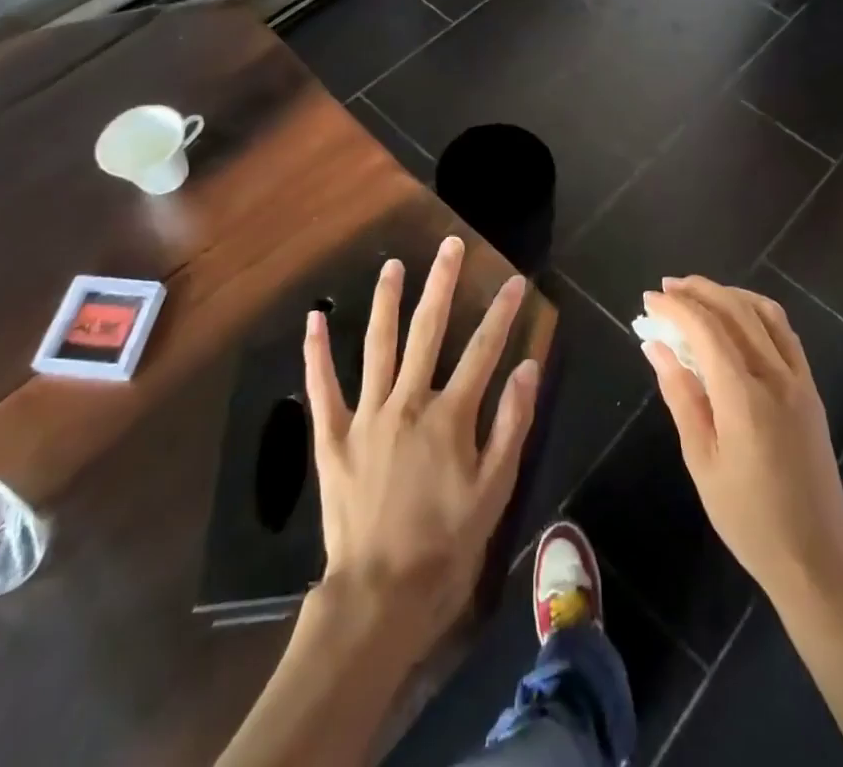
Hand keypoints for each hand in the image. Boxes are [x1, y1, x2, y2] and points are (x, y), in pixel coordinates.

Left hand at [302, 236, 539, 664]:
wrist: (379, 596)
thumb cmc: (445, 546)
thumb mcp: (494, 492)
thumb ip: (511, 424)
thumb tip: (527, 366)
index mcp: (450, 415)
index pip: (484, 349)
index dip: (502, 312)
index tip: (515, 279)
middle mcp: (408, 401)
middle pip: (428, 330)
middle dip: (442, 283)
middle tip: (450, 246)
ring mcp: (367, 415)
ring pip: (378, 344)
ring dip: (386, 300)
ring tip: (393, 265)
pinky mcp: (333, 436)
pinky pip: (323, 386)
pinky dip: (317, 352)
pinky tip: (315, 318)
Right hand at [641, 276, 842, 606]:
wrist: (815, 558)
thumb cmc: (747, 517)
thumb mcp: (701, 460)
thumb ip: (680, 395)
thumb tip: (656, 347)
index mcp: (744, 397)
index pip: (706, 330)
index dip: (675, 308)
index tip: (649, 300)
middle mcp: (776, 377)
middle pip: (736, 310)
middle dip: (698, 291)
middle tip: (666, 288)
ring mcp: (799, 381)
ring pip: (765, 313)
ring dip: (729, 294)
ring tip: (697, 294)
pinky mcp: (810, 390)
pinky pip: (784, 333)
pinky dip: (756, 311)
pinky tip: (736, 317)